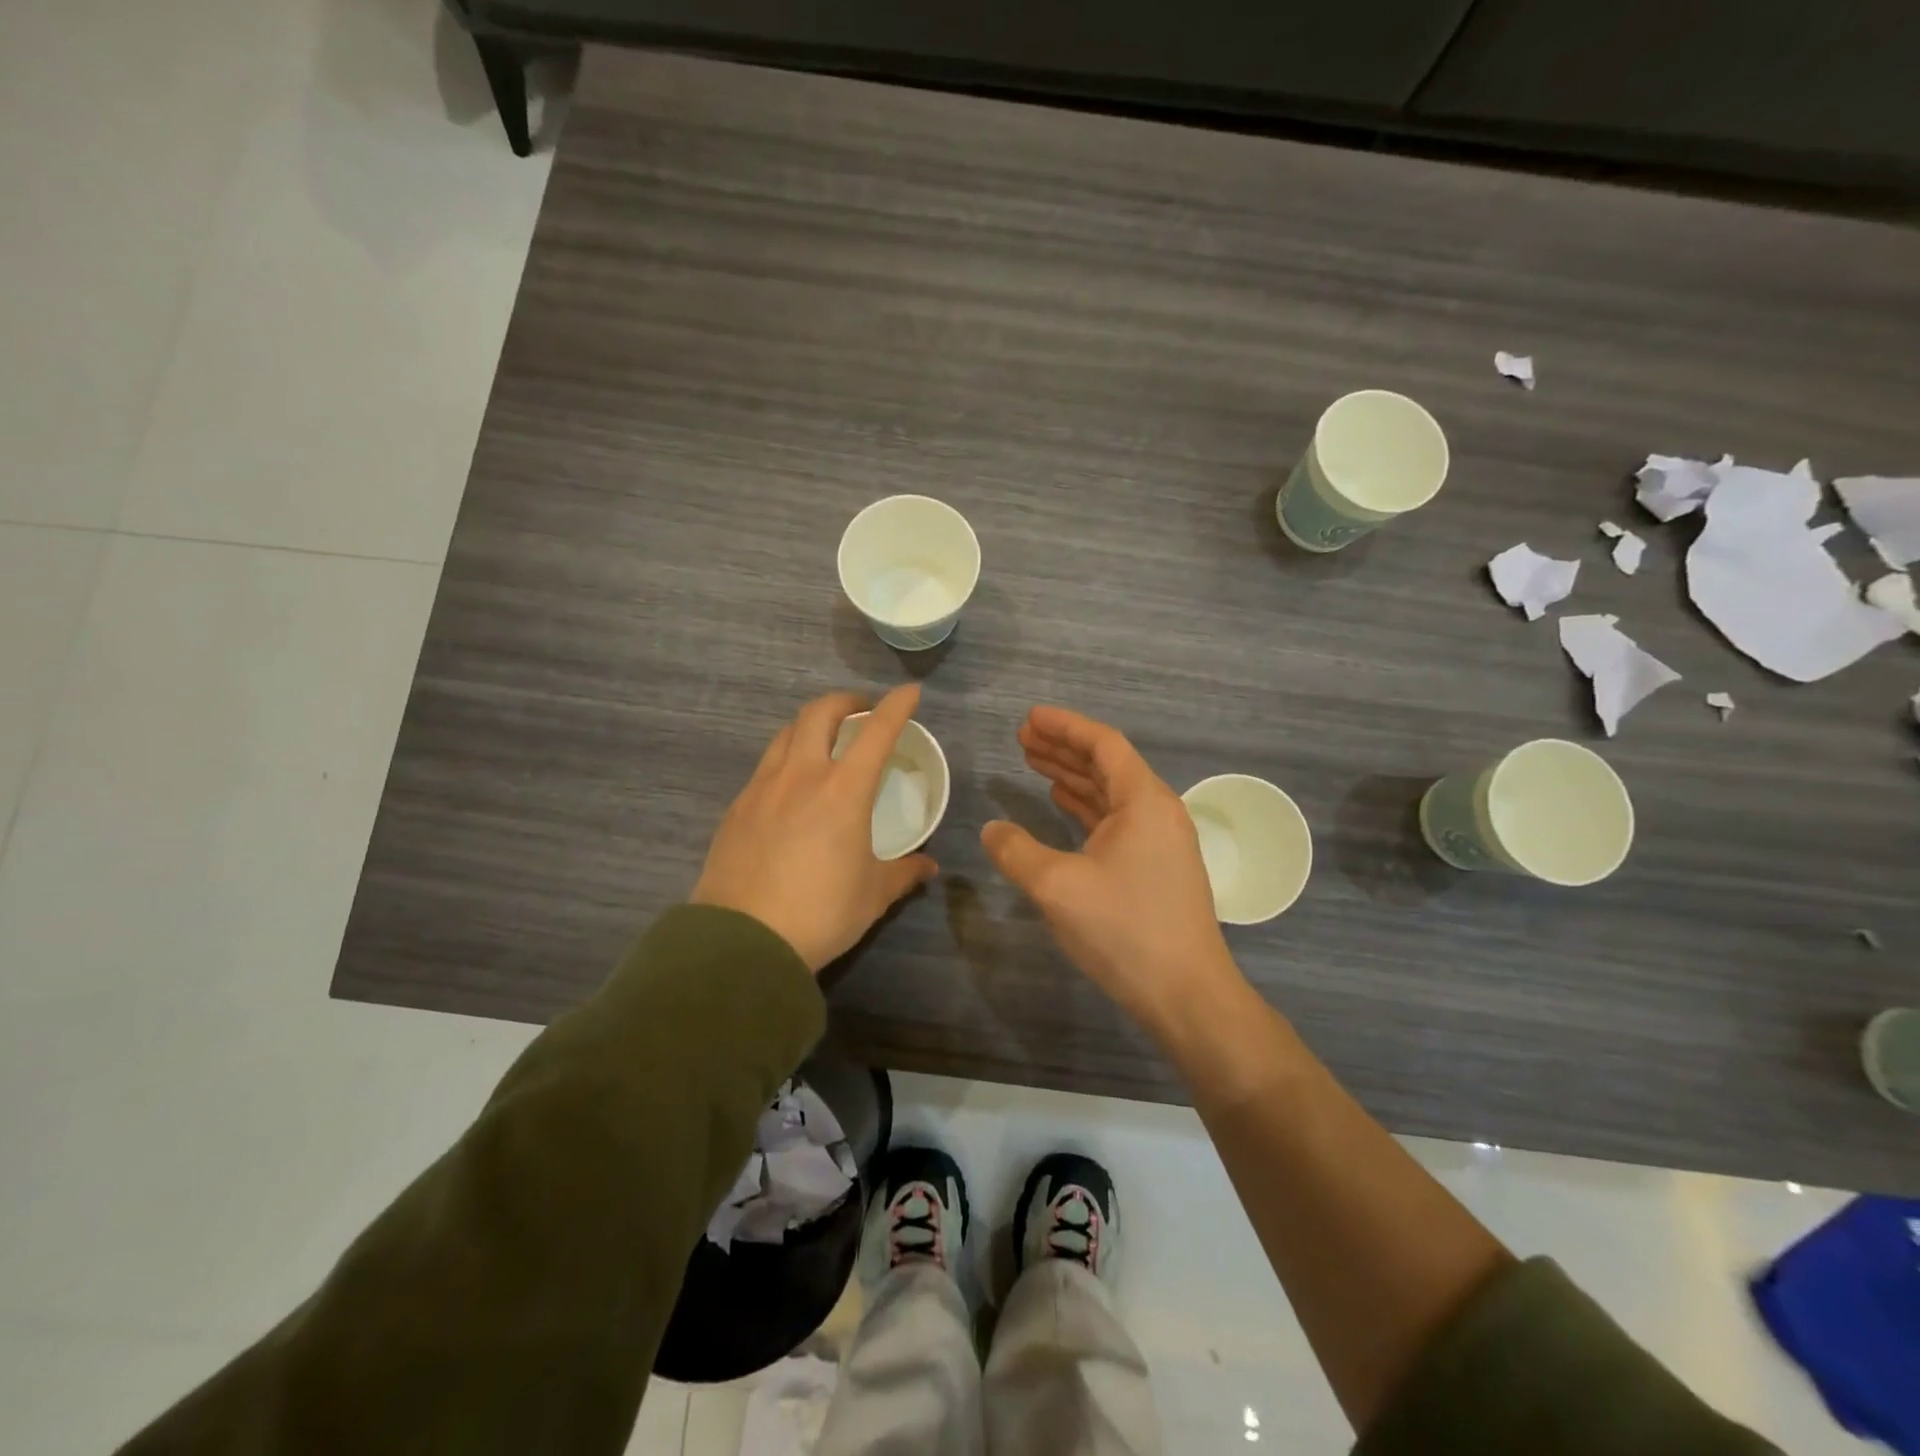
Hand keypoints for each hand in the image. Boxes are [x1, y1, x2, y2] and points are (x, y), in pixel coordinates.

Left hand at [692, 685, 937, 971]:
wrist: (742, 941)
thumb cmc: (820, 913)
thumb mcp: (872, 895)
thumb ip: (903, 873)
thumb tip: (928, 866)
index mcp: (844, 790)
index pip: (876, 731)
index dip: (896, 705)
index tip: (910, 692)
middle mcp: (802, 775)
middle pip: (819, 712)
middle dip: (845, 701)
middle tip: (860, 712)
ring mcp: (763, 787)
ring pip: (786, 733)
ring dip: (810, 725)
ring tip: (824, 742)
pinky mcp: (737, 807)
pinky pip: (765, 765)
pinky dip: (786, 758)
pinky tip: (791, 786)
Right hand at [981, 706, 1239, 1036]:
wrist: (1186, 995)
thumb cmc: (1125, 930)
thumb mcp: (1058, 887)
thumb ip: (1017, 852)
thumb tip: (991, 829)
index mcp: (1144, 801)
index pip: (1103, 745)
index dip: (1065, 726)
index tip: (1029, 718)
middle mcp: (1157, 812)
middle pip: (1107, 764)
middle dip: (1064, 748)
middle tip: (1022, 737)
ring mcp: (1159, 841)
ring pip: (1109, 793)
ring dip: (1072, 776)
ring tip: (1032, 762)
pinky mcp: (1154, 867)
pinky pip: (1114, 820)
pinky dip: (1084, 807)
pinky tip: (1059, 803)